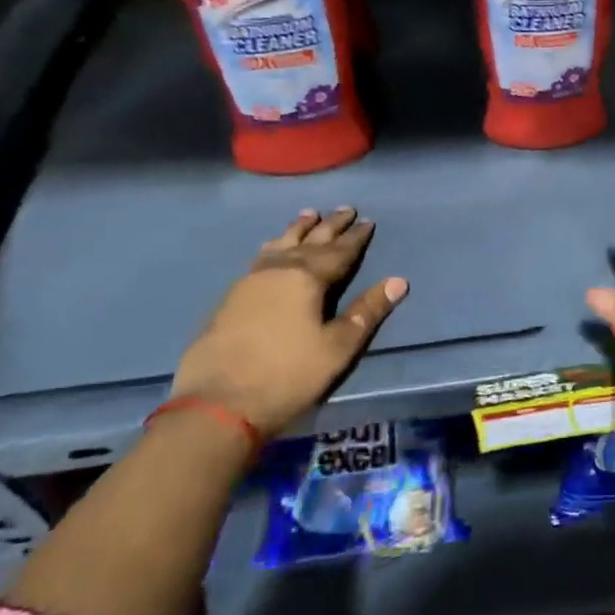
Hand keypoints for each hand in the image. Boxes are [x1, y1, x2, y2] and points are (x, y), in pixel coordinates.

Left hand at [171, 208, 406, 440]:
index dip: (356, 237)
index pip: (340, 252)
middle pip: (310, 241)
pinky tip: (271, 248)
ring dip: (298, 230)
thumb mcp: (337, 347)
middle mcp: (278, 270)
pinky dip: (274, 246)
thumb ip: (367, 312)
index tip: (368, 221)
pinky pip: (259, 258)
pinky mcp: (229, 299)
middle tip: (345, 209)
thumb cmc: (287, 375)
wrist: (215, 405)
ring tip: (308, 215)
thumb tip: (398, 281)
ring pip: (280, 245)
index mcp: (307, 278)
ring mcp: (249, 282)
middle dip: (330, 226)